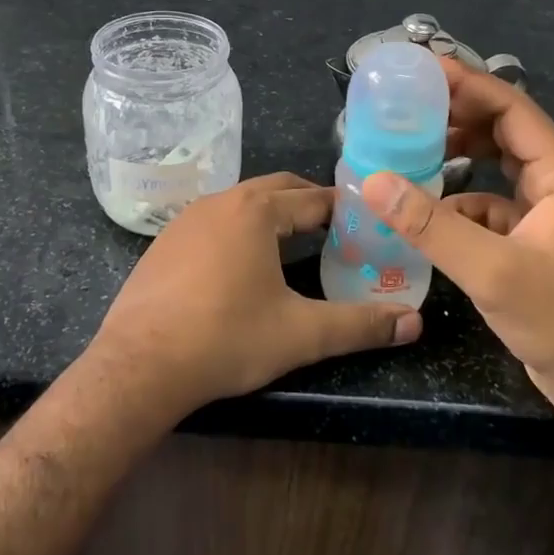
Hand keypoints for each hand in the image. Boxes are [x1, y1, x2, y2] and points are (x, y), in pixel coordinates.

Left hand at [88, 173, 421, 418]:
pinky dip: (238, 230)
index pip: (314, 199)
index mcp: (257, 212)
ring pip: (241, 203)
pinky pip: (213, 222)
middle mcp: (221, 202)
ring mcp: (186, 219)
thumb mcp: (301, 334)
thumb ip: (360, 326)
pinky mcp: (163, 243)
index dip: (345, 209)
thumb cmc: (227, 339)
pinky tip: (241, 265)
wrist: (139, 365)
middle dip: (308, 202)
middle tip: (336, 229)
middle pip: (276, 189)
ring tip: (294, 243)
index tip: (367, 223)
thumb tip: (414, 324)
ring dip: (271, 214)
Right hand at [361, 62, 553, 420]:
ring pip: (499, 164)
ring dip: (461, 154)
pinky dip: (462, 199)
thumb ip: (430, 225)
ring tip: (413, 146)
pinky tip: (430, 210)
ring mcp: (547, 211)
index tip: (424, 70)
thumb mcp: (490, 269)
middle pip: (505, 129)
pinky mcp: (532, 237)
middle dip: (460, 113)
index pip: (513, 108)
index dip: (469, 84)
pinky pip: (492, 201)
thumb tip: (372, 182)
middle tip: (409, 104)